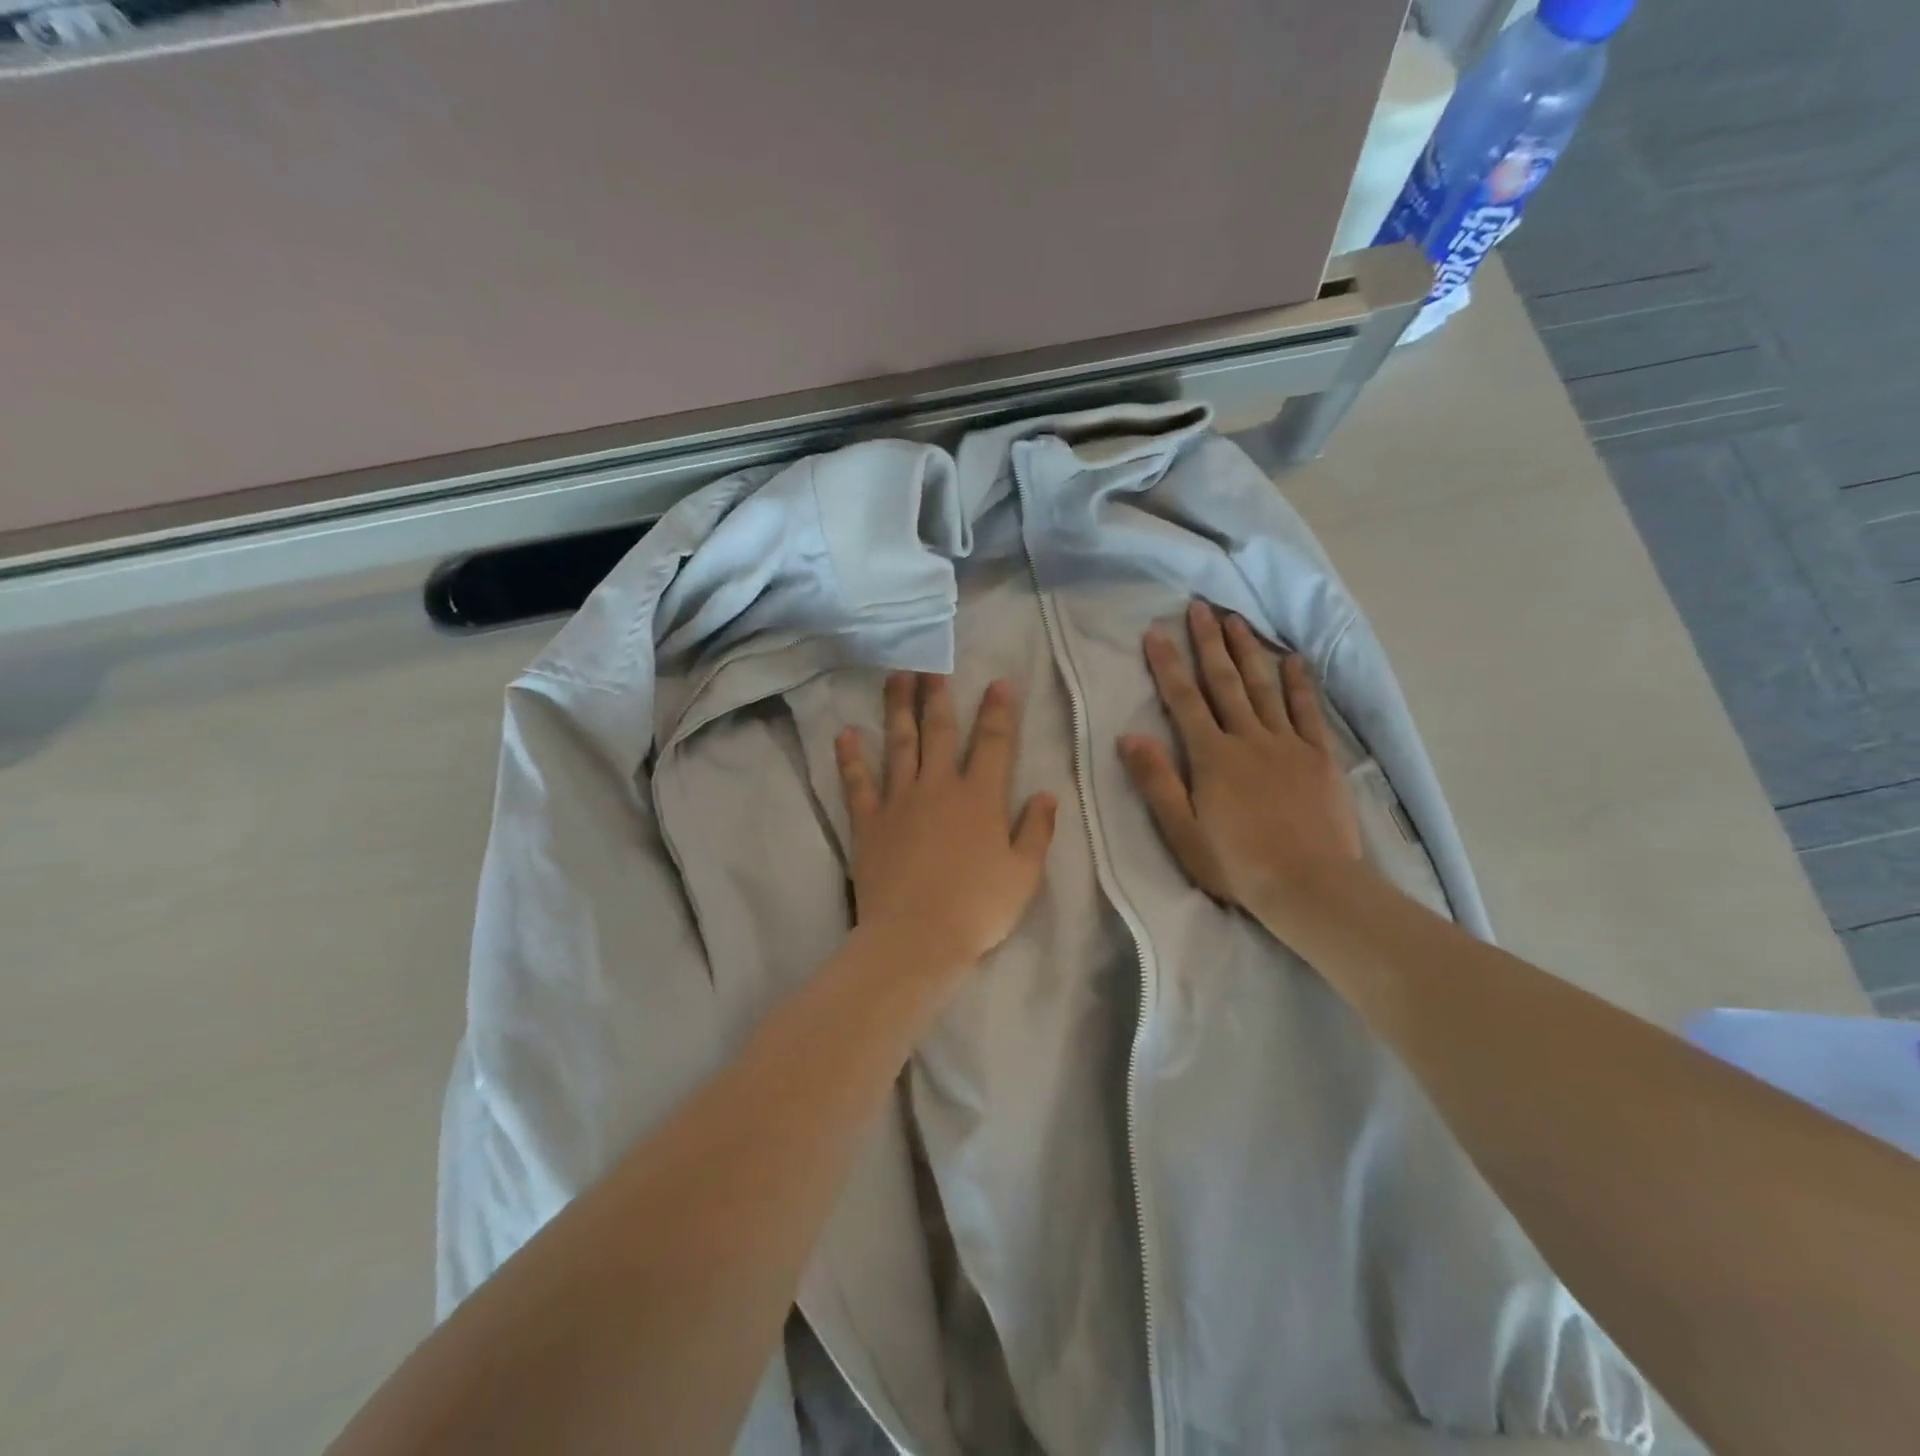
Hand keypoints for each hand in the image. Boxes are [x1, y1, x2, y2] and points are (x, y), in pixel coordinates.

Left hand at [836, 672, 1057, 968]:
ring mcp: (899, 800)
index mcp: (979, 797)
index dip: (998, 710)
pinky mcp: (868, 821)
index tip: (998, 682)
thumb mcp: (1023, 874)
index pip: (992, 742)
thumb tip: (1045, 793)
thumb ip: (1036, 830)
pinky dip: (850, 757)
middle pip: (938, 731)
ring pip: (898, 744)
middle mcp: (938, 787)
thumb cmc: (978, 908)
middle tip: (933, 664)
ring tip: (896, 677)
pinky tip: (845, 732)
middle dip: (939, 696)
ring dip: (897, 708)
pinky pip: (857, 782)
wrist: (917, 937)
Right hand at [1120, 601, 1364, 916]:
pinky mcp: (1318, 757)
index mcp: (1211, 756)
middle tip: (1200, 607)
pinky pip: (1306, 711)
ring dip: (1248, 651)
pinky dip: (1298, 683)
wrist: (1311, 886)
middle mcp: (1248, 739)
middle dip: (1209, 643)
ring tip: (1237, 620)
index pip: (1183, 700)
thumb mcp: (1182, 831)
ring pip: (1264, 687)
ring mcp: (1287, 744)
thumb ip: (1156, 781)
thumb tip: (1129, 736)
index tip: (1155, 632)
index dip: (1168, 664)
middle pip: (1225, 682)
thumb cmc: (1237, 864)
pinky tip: (1293, 660)